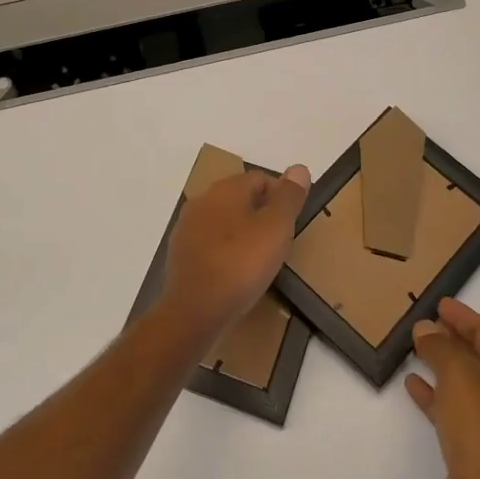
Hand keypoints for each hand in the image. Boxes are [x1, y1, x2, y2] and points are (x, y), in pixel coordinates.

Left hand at [162, 165, 310, 335]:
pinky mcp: (179, 253)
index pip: (260, 178)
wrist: (195, 310)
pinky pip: (210, 243)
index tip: (293, 223)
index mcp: (225, 189)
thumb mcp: (276, 228)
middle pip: (240, 198)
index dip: (281, 196)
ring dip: (242, 232)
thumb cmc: (241, 264)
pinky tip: (235, 272)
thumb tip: (299, 168)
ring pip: (223, 220)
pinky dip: (225, 251)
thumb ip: (289, 197)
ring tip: (260, 259)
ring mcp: (187, 227)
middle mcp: (202, 200)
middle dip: (261, 214)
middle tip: (280, 242)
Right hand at [406, 299, 479, 478]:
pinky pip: (451, 409)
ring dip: (440, 365)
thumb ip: (440, 347)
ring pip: (463, 383)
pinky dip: (433, 395)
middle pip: (477, 357)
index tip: (439, 303)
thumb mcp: (459, 373)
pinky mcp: (474, 447)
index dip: (463, 316)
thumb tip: (426, 329)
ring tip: (414, 349)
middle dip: (452, 339)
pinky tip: (412, 386)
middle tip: (424, 323)